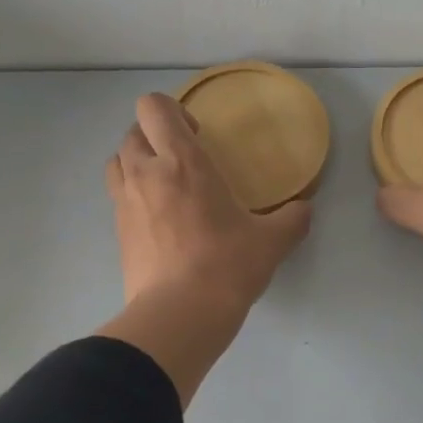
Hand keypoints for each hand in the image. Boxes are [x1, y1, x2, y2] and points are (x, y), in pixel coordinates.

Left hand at [106, 93, 311, 311]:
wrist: (180, 314)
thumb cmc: (227, 266)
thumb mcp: (272, 242)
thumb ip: (292, 219)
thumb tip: (305, 209)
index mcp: (182, 162)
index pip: (153, 107)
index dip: (172, 110)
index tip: (197, 134)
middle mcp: (145, 173)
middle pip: (133, 132)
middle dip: (155, 137)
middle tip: (183, 160)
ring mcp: (125, 203)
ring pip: (117, 161)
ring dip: (137, 162)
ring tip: (164, 185)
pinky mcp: (117, 233)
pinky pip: (118, 197)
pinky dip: (134, 196)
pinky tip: (160, 220)